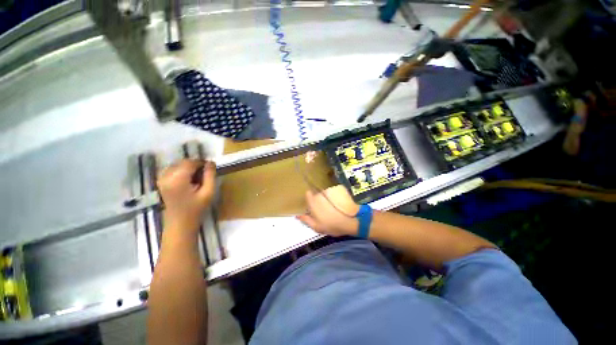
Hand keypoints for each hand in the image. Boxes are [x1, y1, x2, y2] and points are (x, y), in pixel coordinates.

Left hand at [157, 159, 215, 232]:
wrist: (180, 224)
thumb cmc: (196, 209)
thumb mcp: (208, 192)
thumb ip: (210, 176)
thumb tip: (211, 162)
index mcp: (178, 179)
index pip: (190, 162)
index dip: (201, 162)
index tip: (210, 167)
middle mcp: (166, 177)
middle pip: (182, 162)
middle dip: (194, 165)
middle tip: (204, 174)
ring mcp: (161, 180)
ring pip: (176, 165)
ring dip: (188, 168)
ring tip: (196, 177)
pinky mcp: (161, 183)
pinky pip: (171, 170)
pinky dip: (180, 171)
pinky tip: (187, 179)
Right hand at [297, 185, 359, 236]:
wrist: (351, 221)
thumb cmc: (332, 225)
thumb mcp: (317, 226)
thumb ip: (306, 220)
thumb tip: (297, 215)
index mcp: (313, 202)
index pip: (307, 194)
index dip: (309, 198)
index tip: (312, 204)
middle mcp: (321, 194)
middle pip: (317, 195)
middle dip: (319, 200)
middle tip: (324, 210)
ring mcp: (331, 191)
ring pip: (326, 194)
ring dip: (327, 199)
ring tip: (334, 208)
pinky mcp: (339, 190)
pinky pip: (334, 193)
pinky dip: (335, 197)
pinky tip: (339, 205)